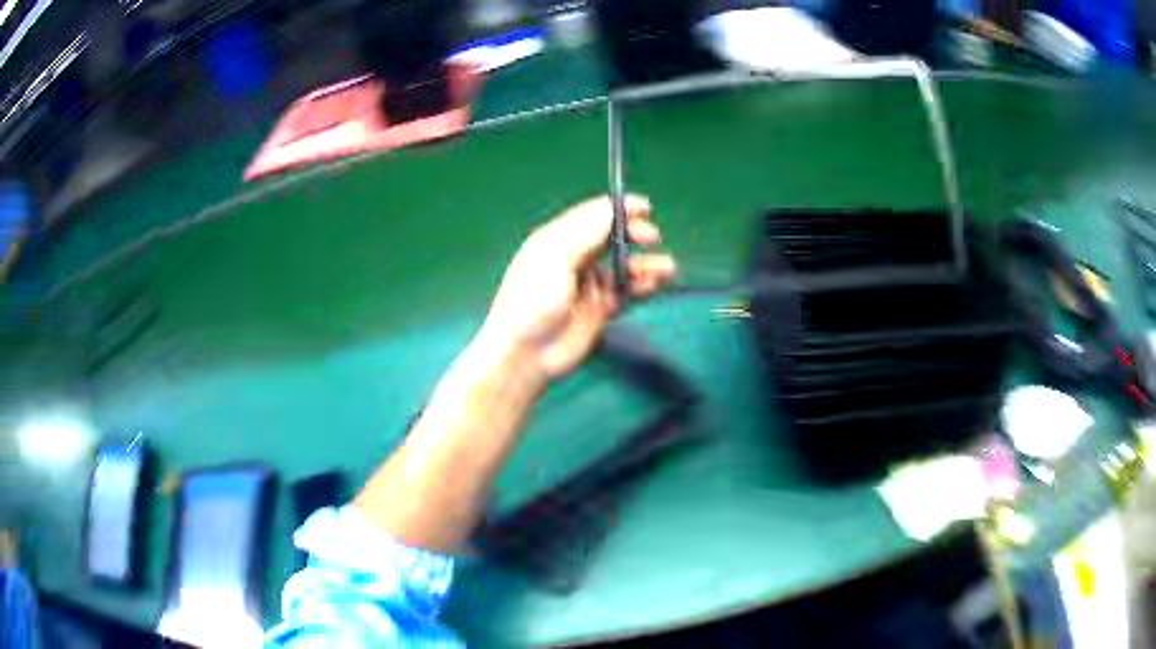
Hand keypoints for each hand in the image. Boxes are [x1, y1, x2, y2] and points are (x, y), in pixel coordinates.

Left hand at [478, 195, 676, 378]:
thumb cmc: (532, 300)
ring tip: (667, 268)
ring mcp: (588, 285)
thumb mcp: (555, 259)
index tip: (645, 206)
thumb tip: (613, 208)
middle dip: (633, 233)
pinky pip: (627, 292)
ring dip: (646, 264)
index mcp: (556, 240)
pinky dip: (643, 287)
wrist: (525, 354)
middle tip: (651, 236)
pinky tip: (655, 285)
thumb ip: (586, 233)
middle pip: (610, 237)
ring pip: (623, 266)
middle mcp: (574, 259)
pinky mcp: (599, 310)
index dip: (618, 208)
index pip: (592, 216)